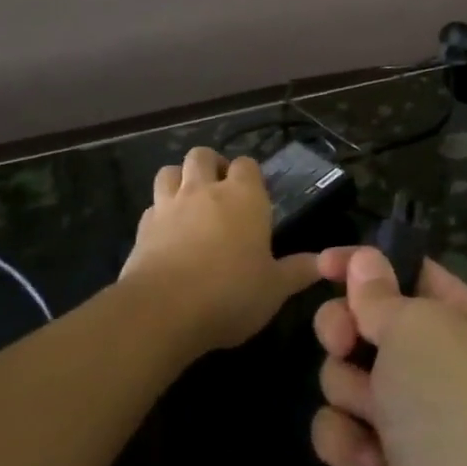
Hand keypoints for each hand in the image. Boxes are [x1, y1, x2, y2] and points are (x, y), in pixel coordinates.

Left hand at [121, 148, 321, 356]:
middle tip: (220, 190)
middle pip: (203, 155)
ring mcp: (168, 205)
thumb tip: (324, 263)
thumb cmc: (231, 293)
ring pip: (170, 171)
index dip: (250, 175)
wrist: (163, 310)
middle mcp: (205, 190)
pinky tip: (167, 233)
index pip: (247, 164)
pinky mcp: (142, 227)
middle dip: (211, 165)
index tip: (255, 196)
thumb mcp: (275, 288)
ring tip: (189, 202)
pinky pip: (151, 206)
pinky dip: (159, 213)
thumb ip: (298, 271)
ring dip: (180, 179)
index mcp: (244, 197)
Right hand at [311, 248, 466, 465]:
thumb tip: (364, 260)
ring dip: (349, 390)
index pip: (409, 273)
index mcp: (466, 322)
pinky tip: (369, 462)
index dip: (365, 264)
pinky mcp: (382, 463)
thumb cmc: (451, 406)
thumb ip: (379, 293)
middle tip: (342, 341)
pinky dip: (348, 441)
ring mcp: (410, 416)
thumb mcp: (418, 327)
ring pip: (346, 374)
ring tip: (373, 413)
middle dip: (345, 329)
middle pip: (368, 322)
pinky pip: (341, 427)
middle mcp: (440, 365)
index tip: (322, 264)